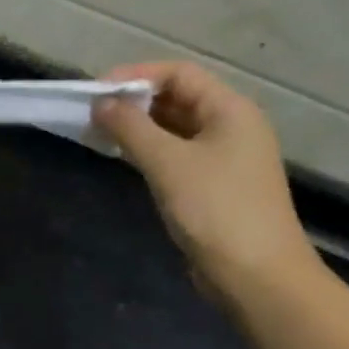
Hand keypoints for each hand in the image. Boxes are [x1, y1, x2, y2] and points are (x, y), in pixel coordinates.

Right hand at [92, 62, 318, 300]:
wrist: (256, 275)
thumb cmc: (215, 209)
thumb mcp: (167, 162)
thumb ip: (130, 128)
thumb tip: (100, 103)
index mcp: (230, 110)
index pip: (179, 74)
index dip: (136, 75)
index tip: (97, 91)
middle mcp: (231, 127)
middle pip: (178, 98)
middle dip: (134, 101)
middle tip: (92, 113)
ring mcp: (224, 158)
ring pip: (174, 128)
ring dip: (138, 127)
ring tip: (99, 133)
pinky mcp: (212, 185)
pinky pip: (176, 154)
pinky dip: (148, 150)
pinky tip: (123, 157)